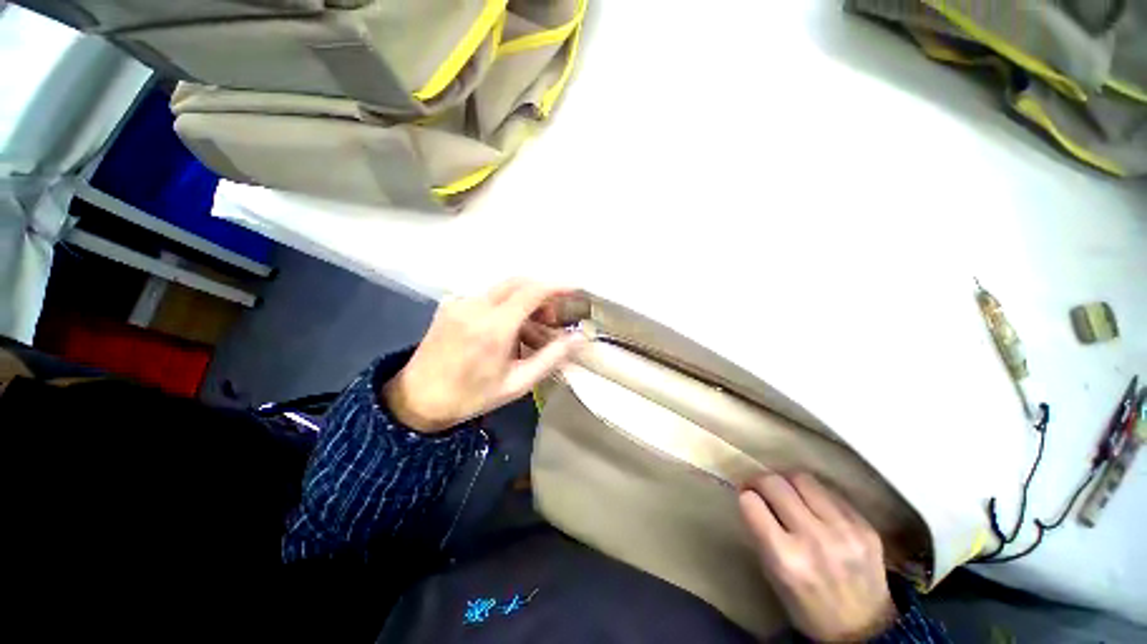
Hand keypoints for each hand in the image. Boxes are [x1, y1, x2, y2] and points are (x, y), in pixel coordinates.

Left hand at [382, 279, 584, 432]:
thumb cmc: (470, 397)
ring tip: (531, 329)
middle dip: (541, 292)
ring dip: (521, 299)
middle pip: (517, 282)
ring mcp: (459, 302)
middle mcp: (476, 305)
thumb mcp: (515, 384)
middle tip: (554, 316)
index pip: (532, 291)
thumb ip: (550, 358)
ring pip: (500, 289)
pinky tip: (504, 330)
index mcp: (494, 326)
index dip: (557, 286)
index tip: (576, 290)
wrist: (419, 397)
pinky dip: (501, 305)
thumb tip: (579, 339)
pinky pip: (483, 296)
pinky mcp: (448, 305)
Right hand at [738, 473, 895, 641]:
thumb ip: (769, 548)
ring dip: (791, 481)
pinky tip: (815, 501)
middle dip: (763, 480)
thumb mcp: (779, 586)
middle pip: (782, 486)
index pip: (757, 509)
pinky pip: (835, 495)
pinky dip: (818, 494)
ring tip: (786, 487)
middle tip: (758, 483)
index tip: (743, 494)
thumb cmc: (810, 612)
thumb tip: (759, 512)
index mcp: (786, 560)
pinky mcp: (864, 522)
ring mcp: (844, 527)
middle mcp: (814, 537)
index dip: (746, 497)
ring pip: (809, 482)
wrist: (861, 623)